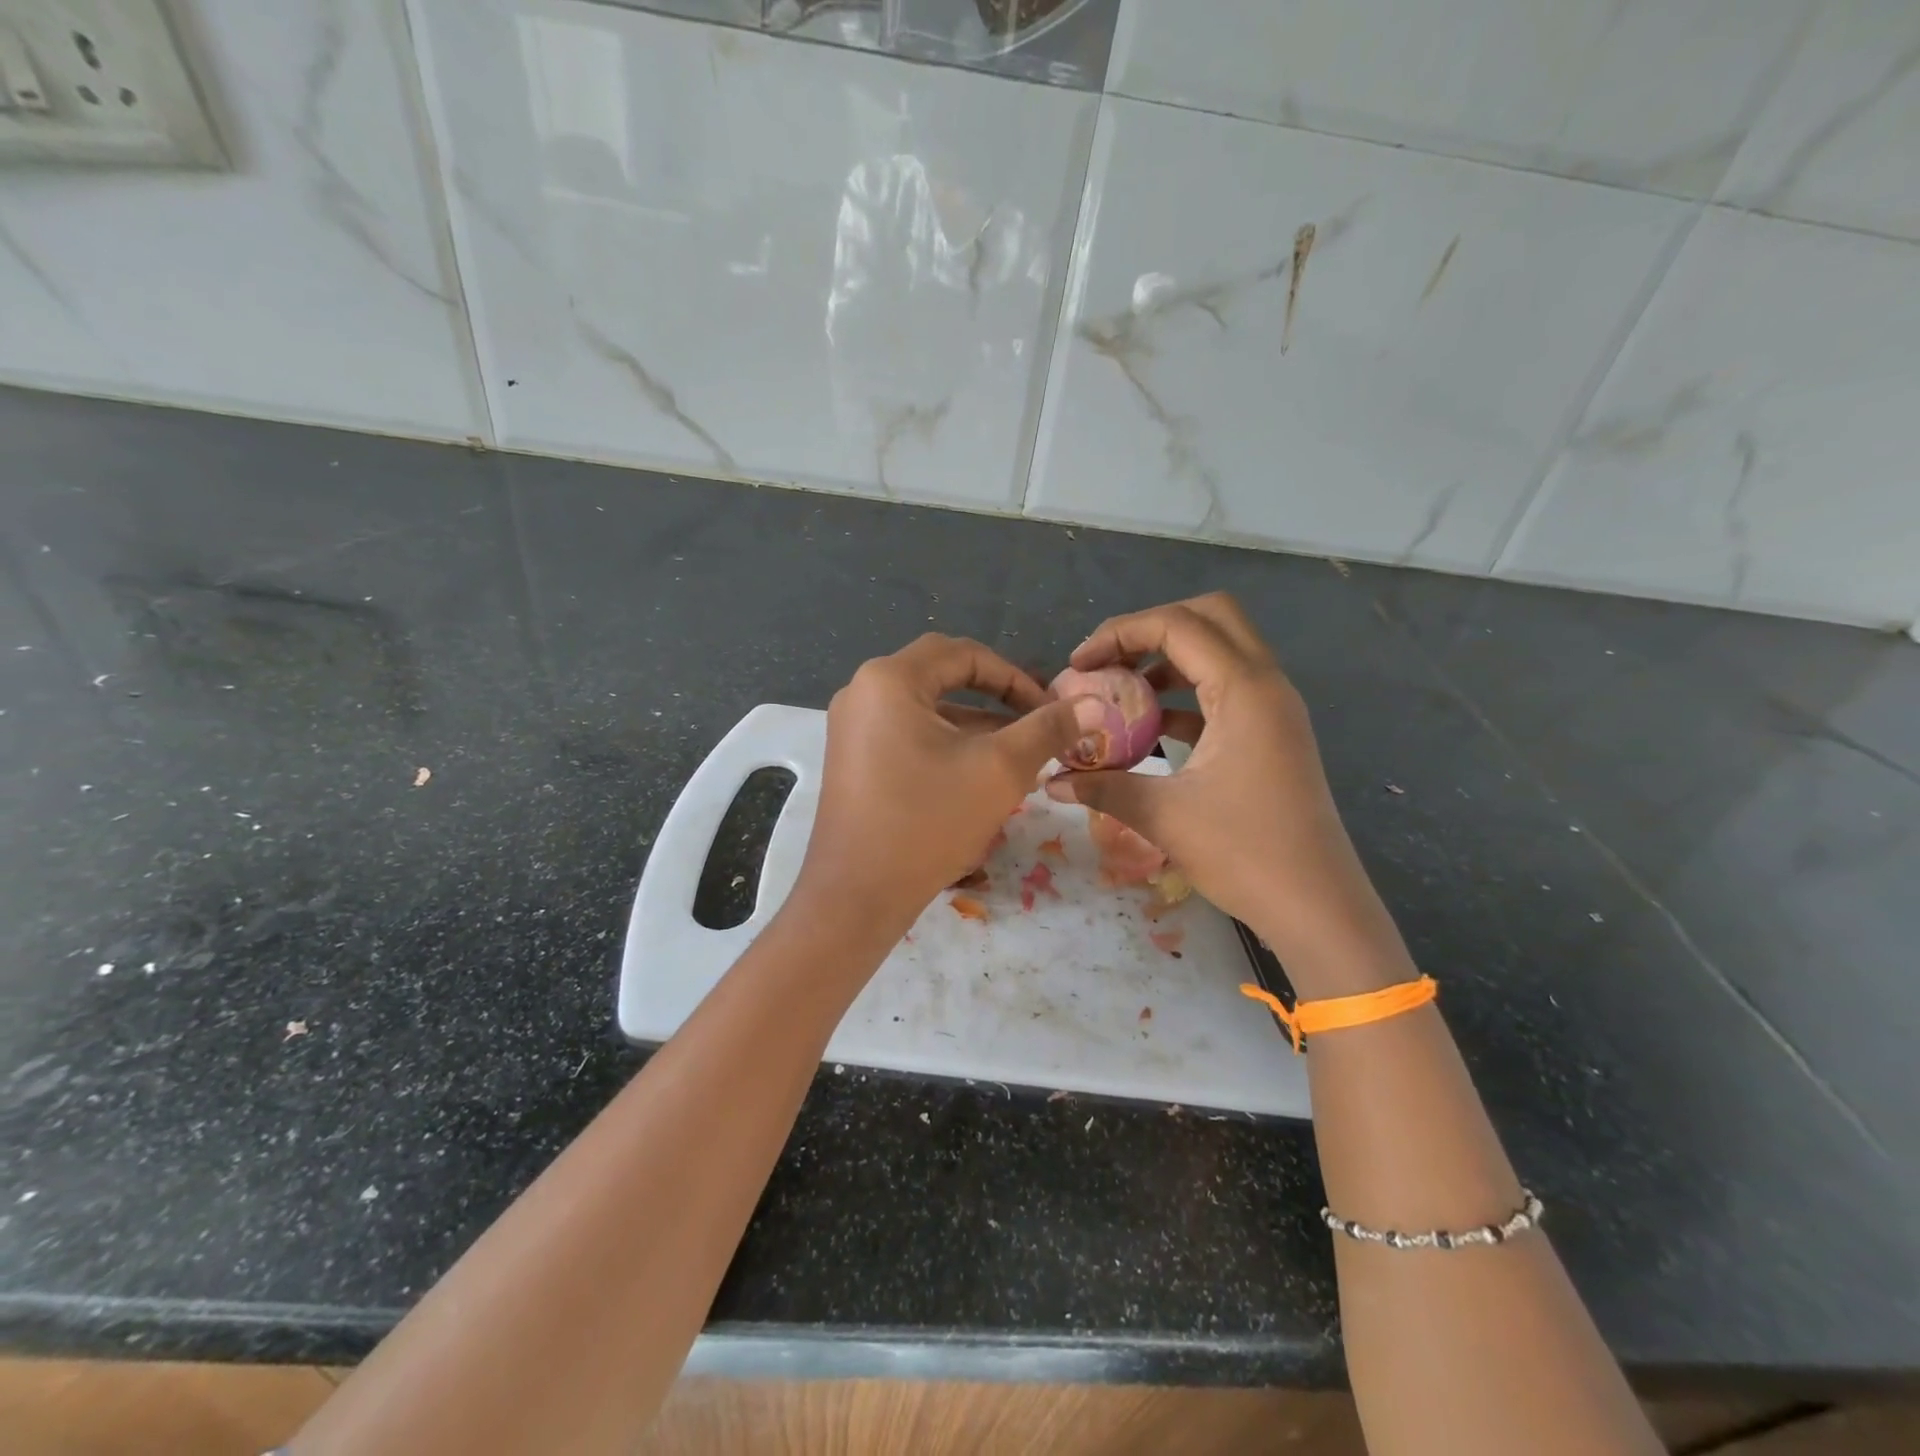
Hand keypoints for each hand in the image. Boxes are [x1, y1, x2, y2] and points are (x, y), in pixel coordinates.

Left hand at [791, 634, 1104, 949]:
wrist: (856, 896)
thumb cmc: (927, 822)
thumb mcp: (998, 770)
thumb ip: (1046, 729)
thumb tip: (1092, 703)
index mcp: (889, 679)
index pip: (963, 654)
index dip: (1014, 676)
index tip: (1049, 708)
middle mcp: (862, 692)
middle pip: (942, 677)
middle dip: (995, 698)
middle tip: (1035, 722)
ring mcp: (852, 728)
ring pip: (927, 710)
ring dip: (974, 726)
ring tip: (1019, 757)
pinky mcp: (853, 760)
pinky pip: (908, 735)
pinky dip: (946, 746)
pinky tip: (979, 777)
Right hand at [1044, 594, 1411, 996]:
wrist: (1319, 908)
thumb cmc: (1246, 855)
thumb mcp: (1164, 816)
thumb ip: (1103, 787)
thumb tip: (1051, 781)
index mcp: (1245, 690)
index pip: (1177, 625)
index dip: (1120, 633)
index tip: (1079, 664)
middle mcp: (1266, 685)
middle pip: (1210, 617)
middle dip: (1151, 629)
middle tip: (1108, 661)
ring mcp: (1274, 709)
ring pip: (1220, 651)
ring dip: (1168, 659)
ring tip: (1120, 691)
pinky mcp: (1272, 734)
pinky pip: (1225, 689)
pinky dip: (1186, 693)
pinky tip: (1149, 727)